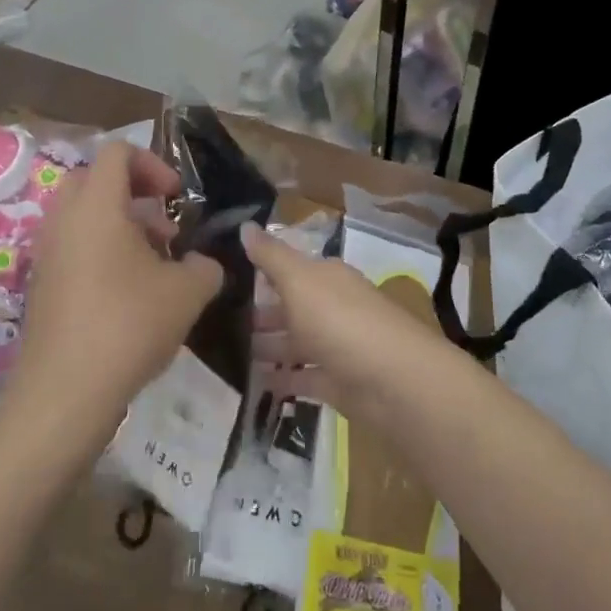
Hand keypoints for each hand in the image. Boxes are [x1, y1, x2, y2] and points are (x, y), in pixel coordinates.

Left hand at [9, 141, 223, 439]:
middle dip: (135, 194)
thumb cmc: (128, 325)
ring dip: (122, 227)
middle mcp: (65, 219)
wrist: (64, 393)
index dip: (153, 164)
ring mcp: (47, 253)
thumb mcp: (188, 292)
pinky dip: (102, 253)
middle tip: (164, 227)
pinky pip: (74, 247)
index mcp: (97, 205)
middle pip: (96, 180)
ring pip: (85, 216)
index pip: (117, 152)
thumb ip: (205, 266)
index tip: (176, 198)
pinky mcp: (42, 285)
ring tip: (156, 265)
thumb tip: (202, 264)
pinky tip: (131, 294)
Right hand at [244, 221, 452, 423]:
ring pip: (296, 343)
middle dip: (259, 313)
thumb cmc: (341, 321)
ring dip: (267, 348)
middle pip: (291, 307)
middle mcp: (333, 307)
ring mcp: (337, 347)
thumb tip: (244, 225)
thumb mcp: (300, 280)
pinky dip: (283, 380)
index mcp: (327, 278)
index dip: (261, 271)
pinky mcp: (339, 384)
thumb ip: (271, 256)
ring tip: (226, 355)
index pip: (290, 268)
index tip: (224, 278)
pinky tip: (253, 385)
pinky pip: (303, 378)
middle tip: (216, 323)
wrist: (394, 382)